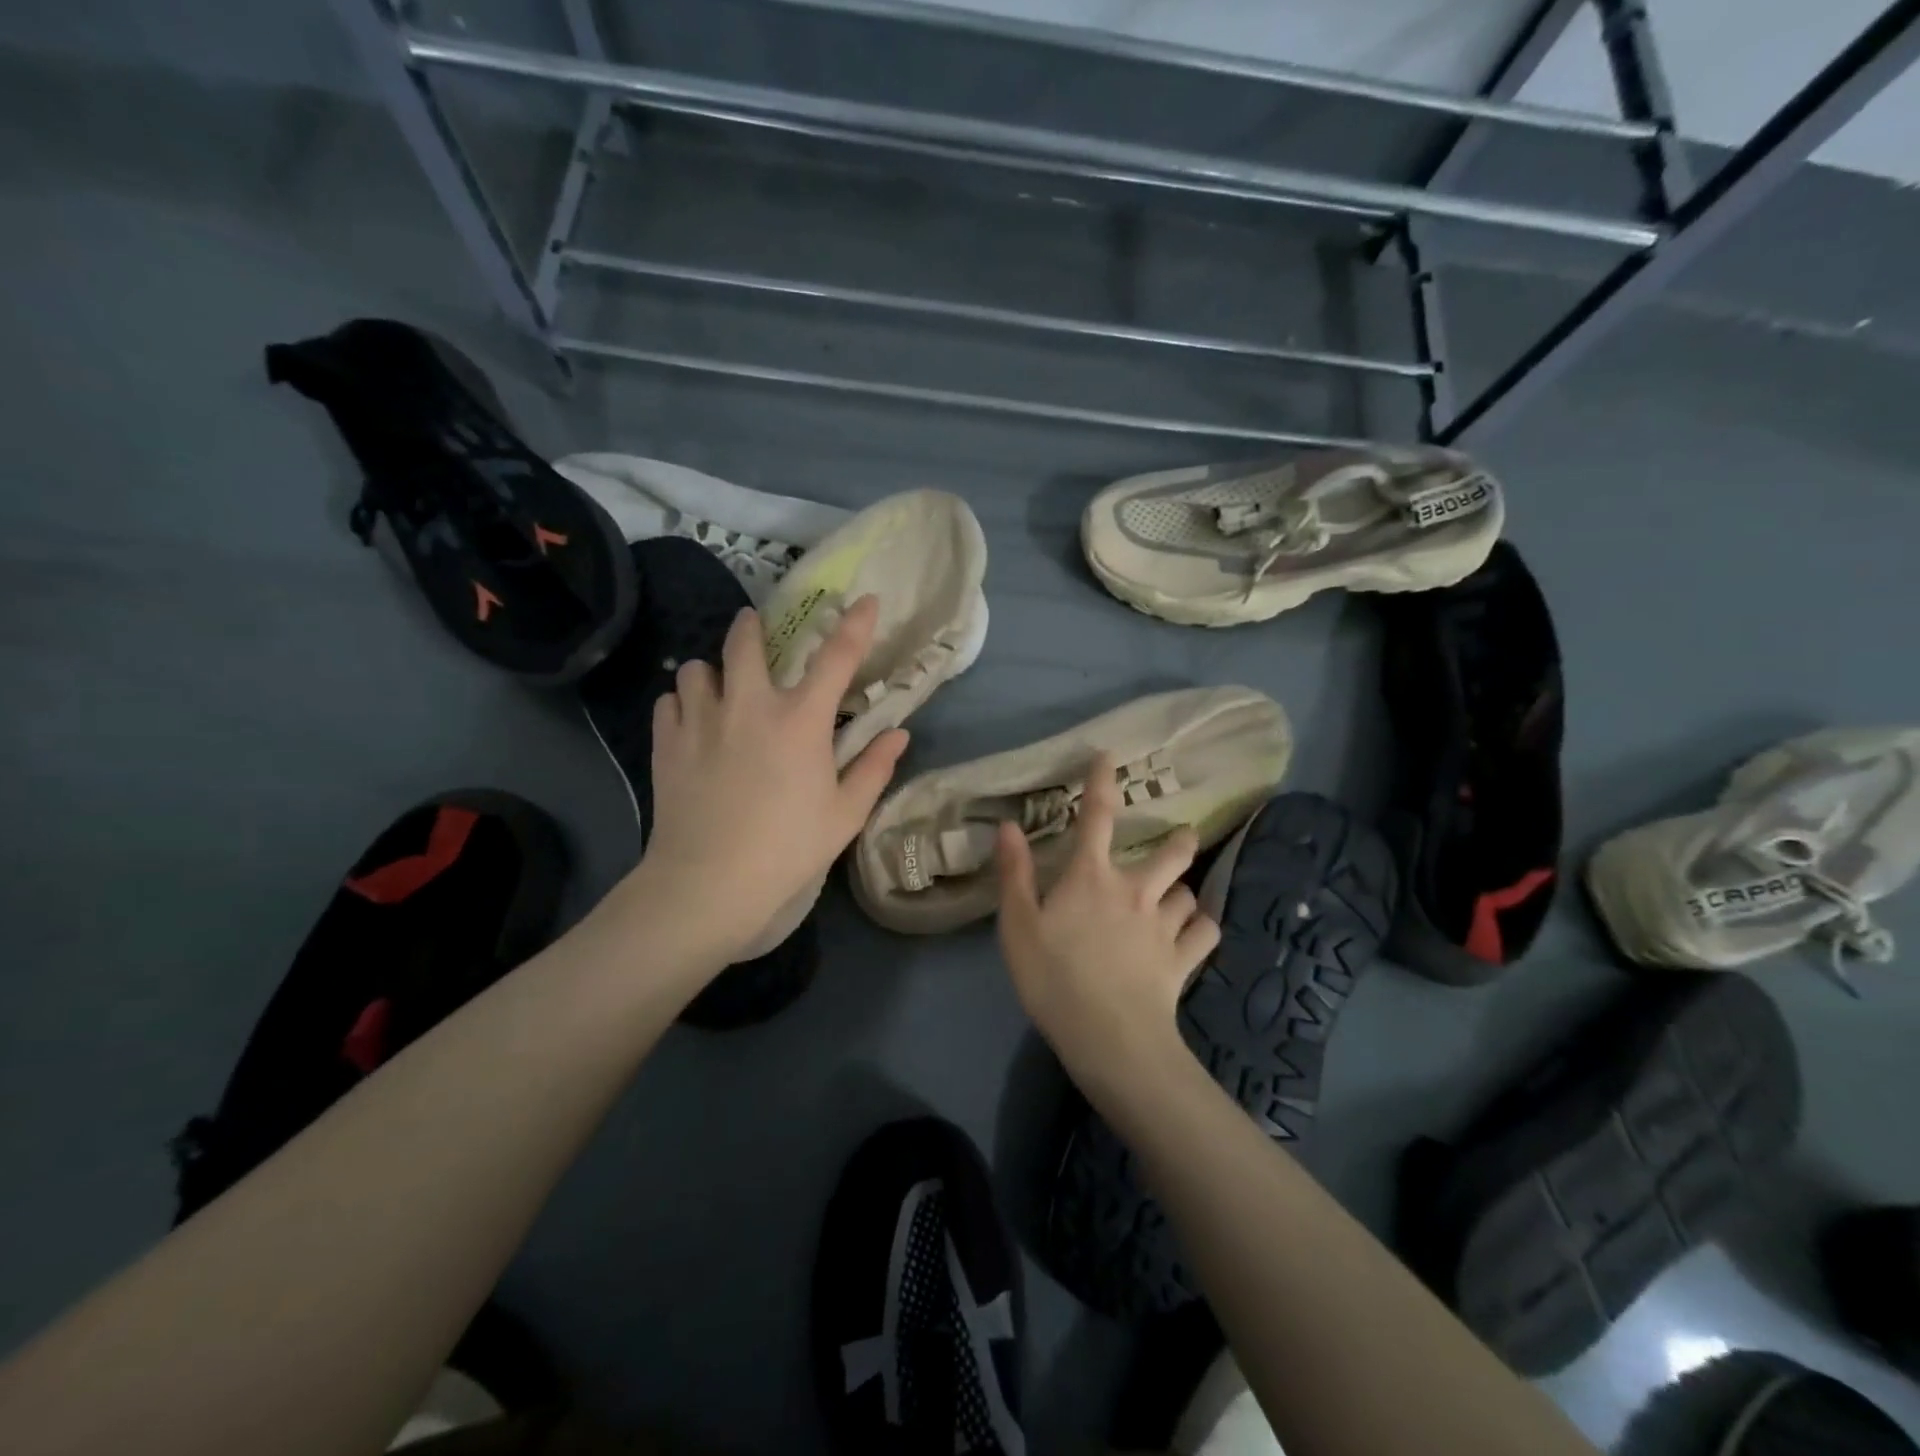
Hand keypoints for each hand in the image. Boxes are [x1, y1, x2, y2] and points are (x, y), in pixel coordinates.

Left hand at [622, 595, 907, 971]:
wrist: (709, 883)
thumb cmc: (788, 848)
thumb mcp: (845, 814)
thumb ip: (874, 768)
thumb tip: (898, 734)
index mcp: (801, 720)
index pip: (836, 657)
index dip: (855, 624)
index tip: (867, 600)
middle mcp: (749, 705)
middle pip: (744, 641)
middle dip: (751, 627)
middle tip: (755, 628)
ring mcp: (701, 721)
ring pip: (697, 669)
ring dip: (712, 671)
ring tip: (718, 688)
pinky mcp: (667, 743)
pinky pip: (669, 702)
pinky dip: (682, 703)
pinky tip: (691, 723)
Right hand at [994, 753, 1219, 1096]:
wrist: (1108, 1036)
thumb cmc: (1053, 977)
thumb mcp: (1017, 925)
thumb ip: (1015, 874)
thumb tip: (1009, 826)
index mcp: (1092, 877)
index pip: (1098, 817)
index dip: (1102, 783)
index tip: (1109, 757)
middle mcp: (1136, 890)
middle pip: (1171, 853)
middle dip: (1179, 840)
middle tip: (1182, 837)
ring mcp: (1164, 926)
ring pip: (1190, 894)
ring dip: (1184, 892)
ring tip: (1179, 897)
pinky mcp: (1183, 960)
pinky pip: (1205, 935)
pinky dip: (1201, 930)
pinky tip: (1194, 936)